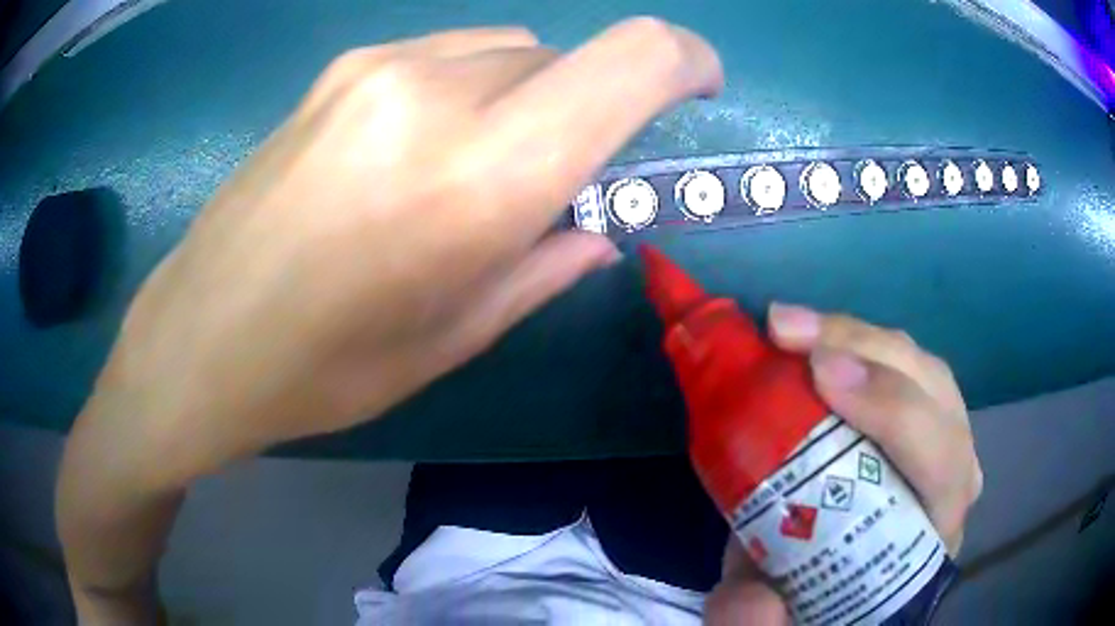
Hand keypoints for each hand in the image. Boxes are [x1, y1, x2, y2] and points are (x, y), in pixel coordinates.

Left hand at [72, 18, 722, 487]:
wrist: (201, 336)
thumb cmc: (325, 367)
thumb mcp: (454, 337)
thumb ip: (545, 264)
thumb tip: (595, 227)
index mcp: (484, 174)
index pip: (632, 61)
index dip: (685, 61)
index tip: (698, 88)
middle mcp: (438, 90)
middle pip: (568, 58)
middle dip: (589, 108)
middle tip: (551, 177)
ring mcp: (382, 67)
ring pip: (510, 51)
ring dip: (526, 98)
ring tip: (471, 171)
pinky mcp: (342, 69)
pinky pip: (449, 54)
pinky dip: (472, 89)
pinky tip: (417, 151)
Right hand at [704, 304, 982, 623]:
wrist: (840, 584)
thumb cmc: (821, 598)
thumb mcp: (778, 616)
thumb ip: (758, 621)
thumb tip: (752, 599)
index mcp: (932, 533)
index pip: (940, 463)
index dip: (891, 412)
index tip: (820, 376)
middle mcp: (953, 479)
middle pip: (935, 396)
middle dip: (867, 353)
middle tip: (787, 332)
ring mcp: (944, 437)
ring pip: (922, 366)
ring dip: (859, 336)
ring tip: (792, 326)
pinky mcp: (922, 415)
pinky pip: (904, 363)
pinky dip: (859, 341)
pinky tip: (817, 338)